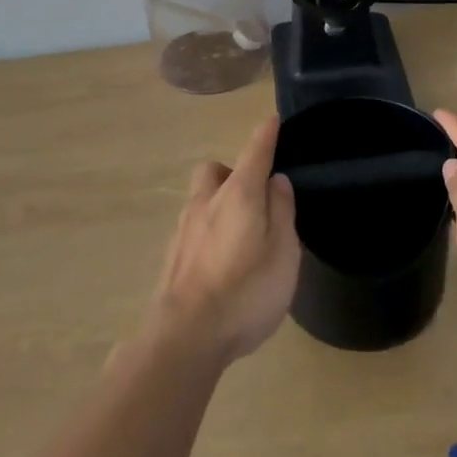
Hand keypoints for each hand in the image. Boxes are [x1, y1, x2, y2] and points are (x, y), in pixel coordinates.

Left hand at [148, 116, 301, 362]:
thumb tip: (277, 181)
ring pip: (201, 198)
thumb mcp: (282, 253)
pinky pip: (194, 226)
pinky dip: (208, 229)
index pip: (254, 153)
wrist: (185, 336)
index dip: (265, 135)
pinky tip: (220, 258)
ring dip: (219, 201)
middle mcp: (206, 202)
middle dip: (233, 172)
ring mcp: (184, 228)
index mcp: (238, 195)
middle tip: (254, 195)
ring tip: (240, 232)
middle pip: (216, 170)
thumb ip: (281, 212)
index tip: (272, 120)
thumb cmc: (245, 292)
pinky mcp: (173, 255)